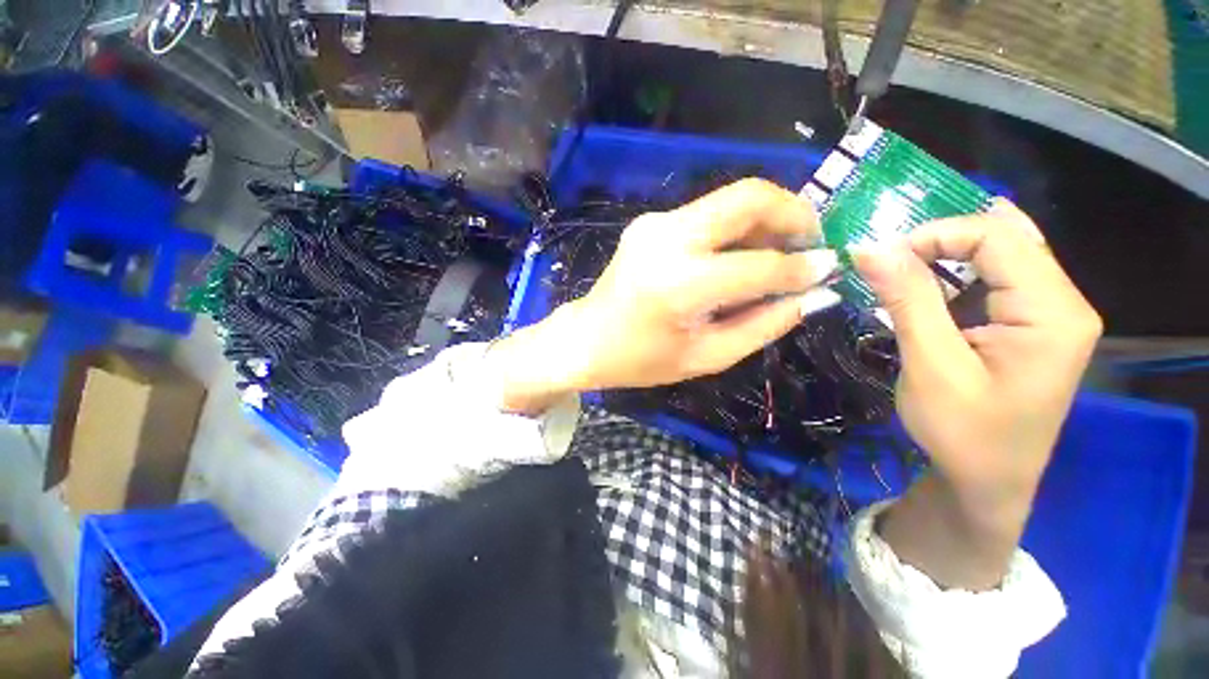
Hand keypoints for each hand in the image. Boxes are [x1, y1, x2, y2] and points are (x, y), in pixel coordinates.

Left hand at [488, 179, 839, 413]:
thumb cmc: (640, 360)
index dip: (802, 268)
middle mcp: (667, 239)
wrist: (586, 339)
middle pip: (749, 197)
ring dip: (766, 219)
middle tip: (810, 244)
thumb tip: (812, 294)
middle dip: (793, 213)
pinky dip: (736, 228)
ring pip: (730, 199)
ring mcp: (655, 223)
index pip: (759, 265)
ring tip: (782, 252)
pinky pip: (708, 213)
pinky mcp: (650, 222)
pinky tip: (741, 254)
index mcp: (679, 284)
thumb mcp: (706, 356)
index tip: (828, 269)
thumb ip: (763, 324)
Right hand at [856, 200, 1101, 587]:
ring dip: (947, 257)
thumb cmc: (962, 433)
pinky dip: (958, 275)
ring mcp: (1053, 313)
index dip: (935, 235)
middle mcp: (1064, 303)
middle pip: (1006, 239)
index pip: (998, 237)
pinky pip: (999, 279)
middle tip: (888, 261)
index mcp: (1053, 313)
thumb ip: (907, 299)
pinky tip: (930, 289)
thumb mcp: (930, 365)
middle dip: (941, 241)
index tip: (881, 259)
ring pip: (1002, 255)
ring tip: (902, 273)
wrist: (987, 482)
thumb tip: (870, 247)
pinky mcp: (1034, 325)